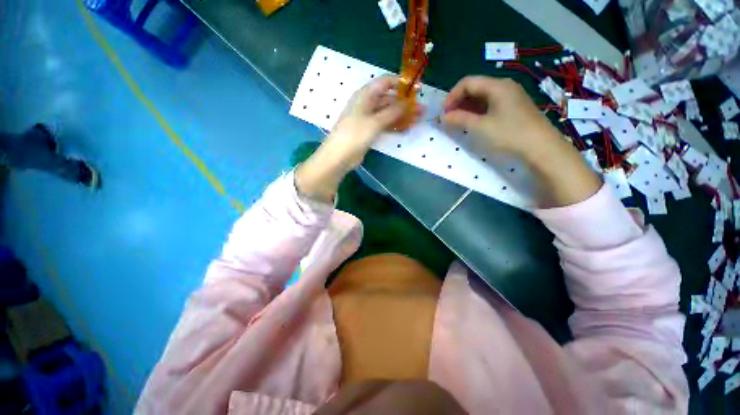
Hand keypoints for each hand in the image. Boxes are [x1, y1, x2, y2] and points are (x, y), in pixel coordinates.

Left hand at [296, 77, 419, 201]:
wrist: (339, 157)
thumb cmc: (354, 135)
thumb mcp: (374, 122)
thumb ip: (392, 112)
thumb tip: (408, 104)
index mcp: (365, 95)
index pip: (385, 82)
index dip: (401, 83)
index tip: (416, 89)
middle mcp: (366, 104)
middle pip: (388, 99)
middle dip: (405, 103)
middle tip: (421, 109)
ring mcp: (368, 119)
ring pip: (388, 113)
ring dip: (402, 115)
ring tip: (418, 119)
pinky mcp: (369, 131)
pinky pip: (384, 125)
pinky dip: (394, 126)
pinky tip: (406, 129)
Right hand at [443, 76, 600, 206]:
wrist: (541, 148)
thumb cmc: (509, 134)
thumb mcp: (481, 127)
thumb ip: (460, 119)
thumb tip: (444, 116)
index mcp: (497, 86)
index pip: (468, 82)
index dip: (452, 96)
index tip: (444, 112)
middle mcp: (504, 87)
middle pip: (476, 87)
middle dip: (459, 102)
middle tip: (449, 118)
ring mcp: (511, 97)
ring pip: (483, 97)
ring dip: (468, 108)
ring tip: (458, 122)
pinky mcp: (514, 108)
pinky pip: (491, 104)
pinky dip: (478, 112)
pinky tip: (474, 122)